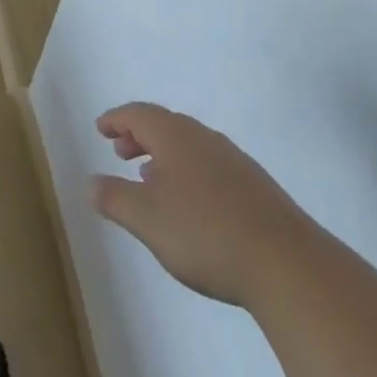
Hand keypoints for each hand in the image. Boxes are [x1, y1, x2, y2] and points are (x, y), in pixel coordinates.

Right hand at [91, 102, 311, 309]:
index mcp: (174, 135)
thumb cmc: (206, 233)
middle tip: (120, 152)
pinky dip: (189, 172)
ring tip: (151, 180)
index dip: (116, 119)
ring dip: (164, 155)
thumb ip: (114, 198)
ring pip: (189, 145)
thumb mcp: (147, 219)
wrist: (287, 263)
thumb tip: (89, 182)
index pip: (137, 113)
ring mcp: (233, 159)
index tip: (100, 128)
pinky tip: (192, 204)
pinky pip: (210, 165)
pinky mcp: (255, 186)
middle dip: (139, 135)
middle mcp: (202, 137)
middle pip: (164, 124)